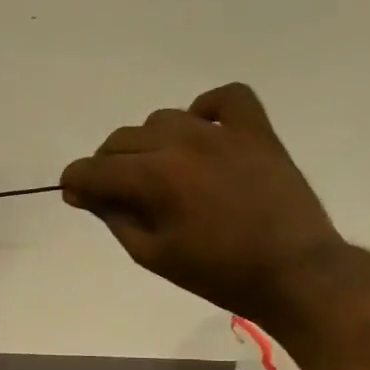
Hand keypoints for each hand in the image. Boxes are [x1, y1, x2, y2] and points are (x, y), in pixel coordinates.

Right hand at [59, 83, 344, 321]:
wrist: (294, 272)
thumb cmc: (215, 271)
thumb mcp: (150, 253)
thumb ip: (113, 216)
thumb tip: (84, 193)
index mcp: (152, 179)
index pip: (92, 169)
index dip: (75, 183)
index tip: (77, 197)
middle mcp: (181, 145)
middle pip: (121, 140)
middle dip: (107, 165)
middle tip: (117, 193)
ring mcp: (221, 134)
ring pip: (162, 119)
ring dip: (148, 142)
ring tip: (160, 169)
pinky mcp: (257, 132)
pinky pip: (227, 97)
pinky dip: (206, 108)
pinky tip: (202, 132)